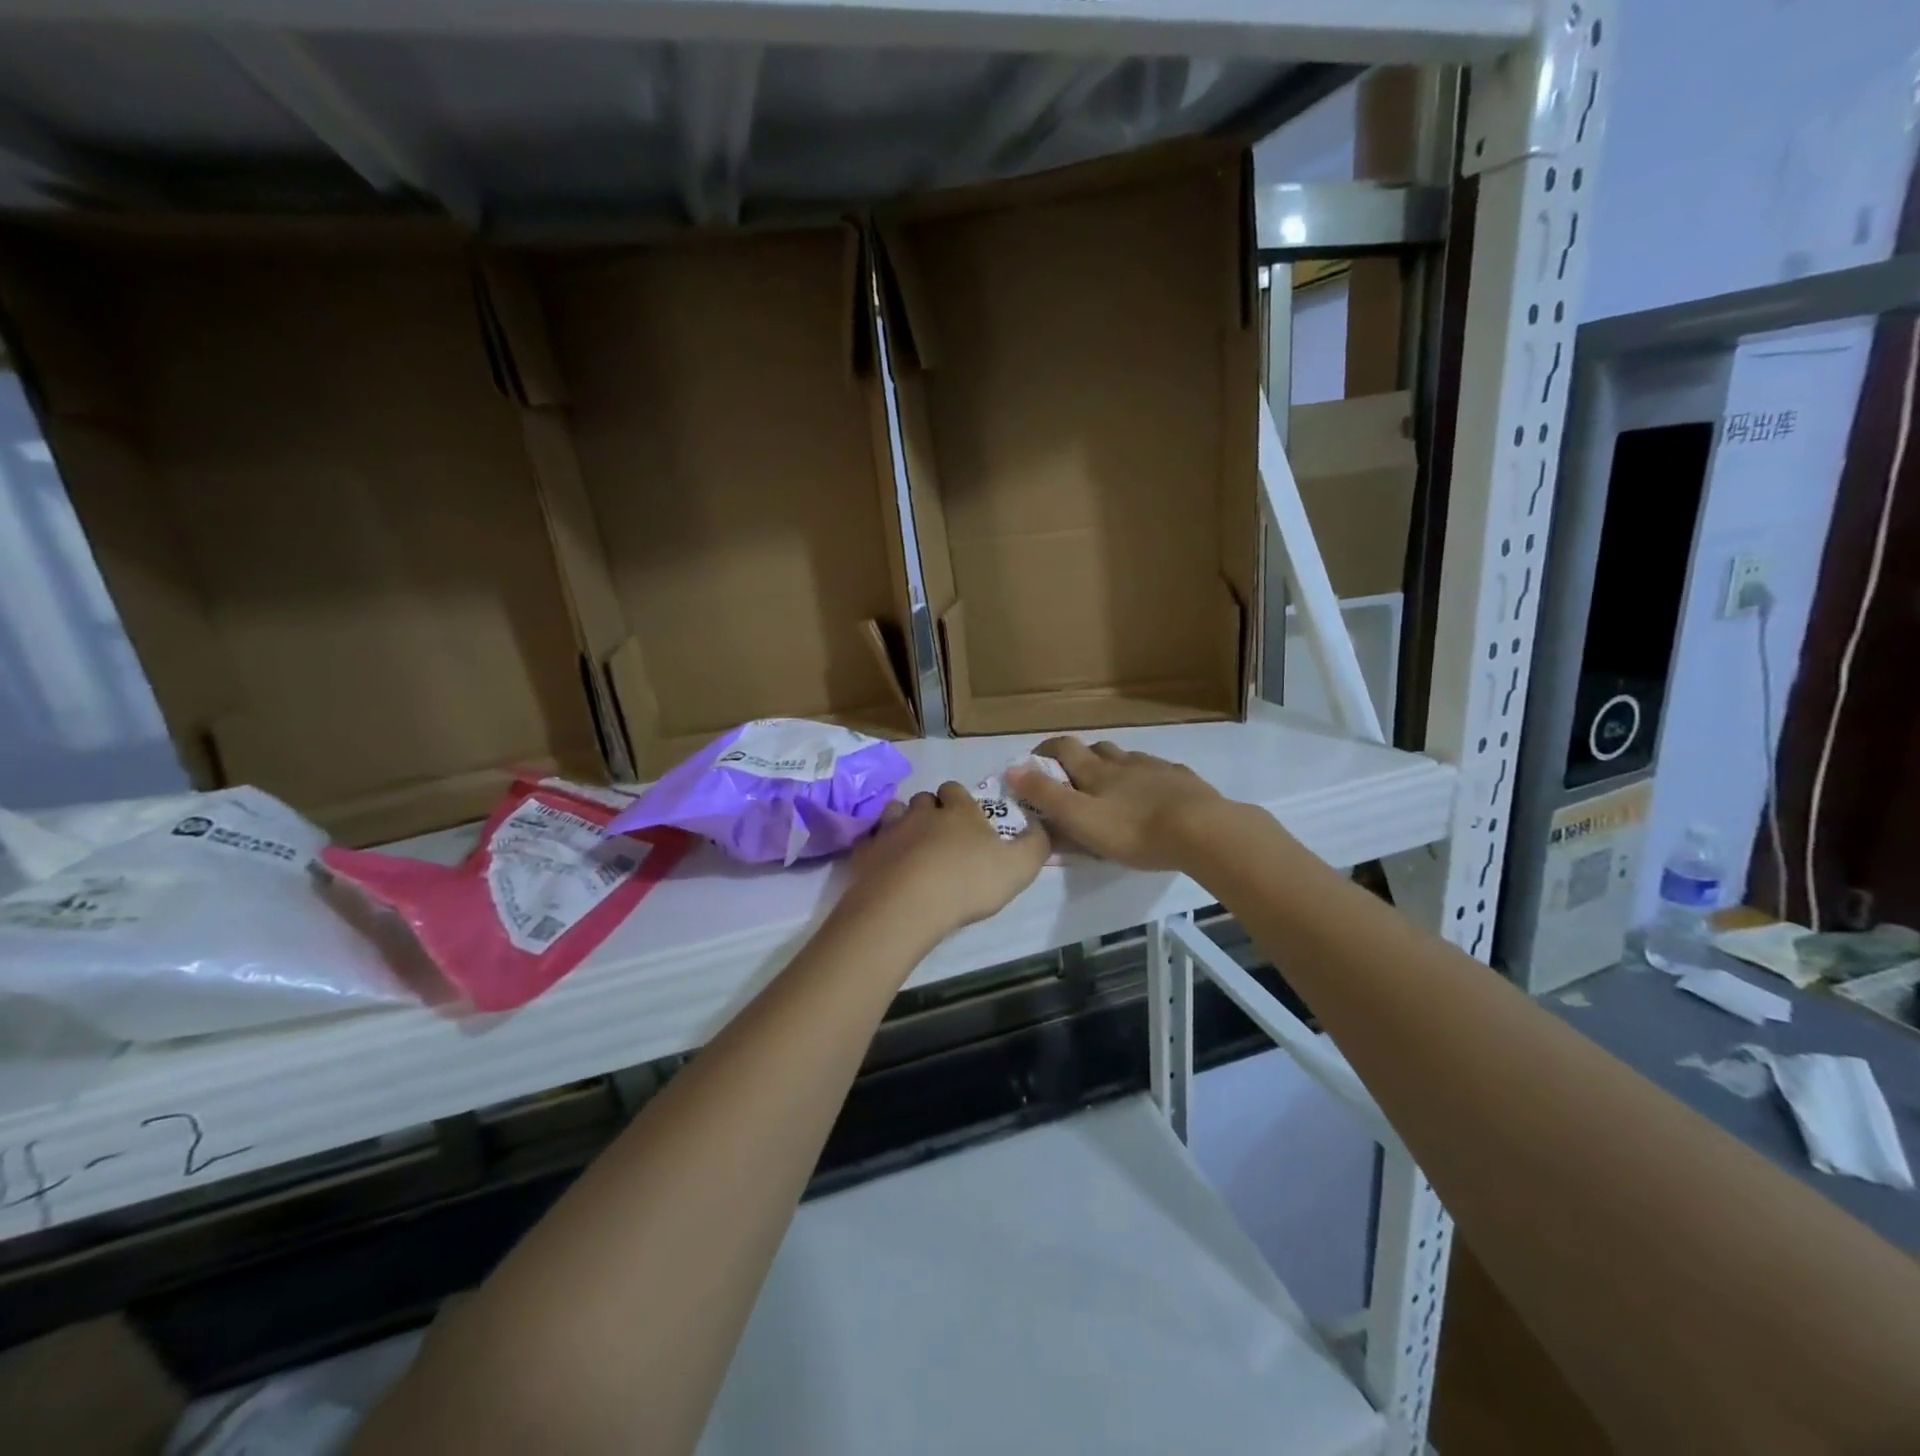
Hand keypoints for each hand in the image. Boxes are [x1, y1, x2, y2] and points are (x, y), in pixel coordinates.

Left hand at [842, 783, 1050, 939]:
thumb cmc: (968, 883)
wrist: (908, 904)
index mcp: (959, 812)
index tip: (965, 819)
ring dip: (902, 823)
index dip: (959, 801)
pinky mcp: (866, 851)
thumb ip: (1036, 845)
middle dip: (930, 810)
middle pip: (924, 799)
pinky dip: (877, 847)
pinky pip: (870, 840)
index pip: (955, 790)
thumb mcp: (1019, 868)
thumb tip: (1042, 825)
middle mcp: (923, 812)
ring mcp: (891, 829)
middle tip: (939, 836)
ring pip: (895, 812)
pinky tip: (883, 863)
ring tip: (909, 846)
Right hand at [1006, 737, 1230, 871]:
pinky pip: (1161, 772)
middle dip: (1083, 757)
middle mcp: (1125, 762)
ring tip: (1115, 788)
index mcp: (1097, 771)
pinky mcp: (1185, 781)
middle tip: (1075, 777)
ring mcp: (1157, 769)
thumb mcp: (1081, 819)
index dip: (1046, 749)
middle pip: (1099, 749)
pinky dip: (1150, 779)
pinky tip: (1156, 794)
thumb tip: (1012, 768)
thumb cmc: (1134, 829)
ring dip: (1116, 767)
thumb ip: (1046, 796)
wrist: (1203, 830)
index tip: (1034, 758)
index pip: (1065, 748)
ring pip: (1130, 759)